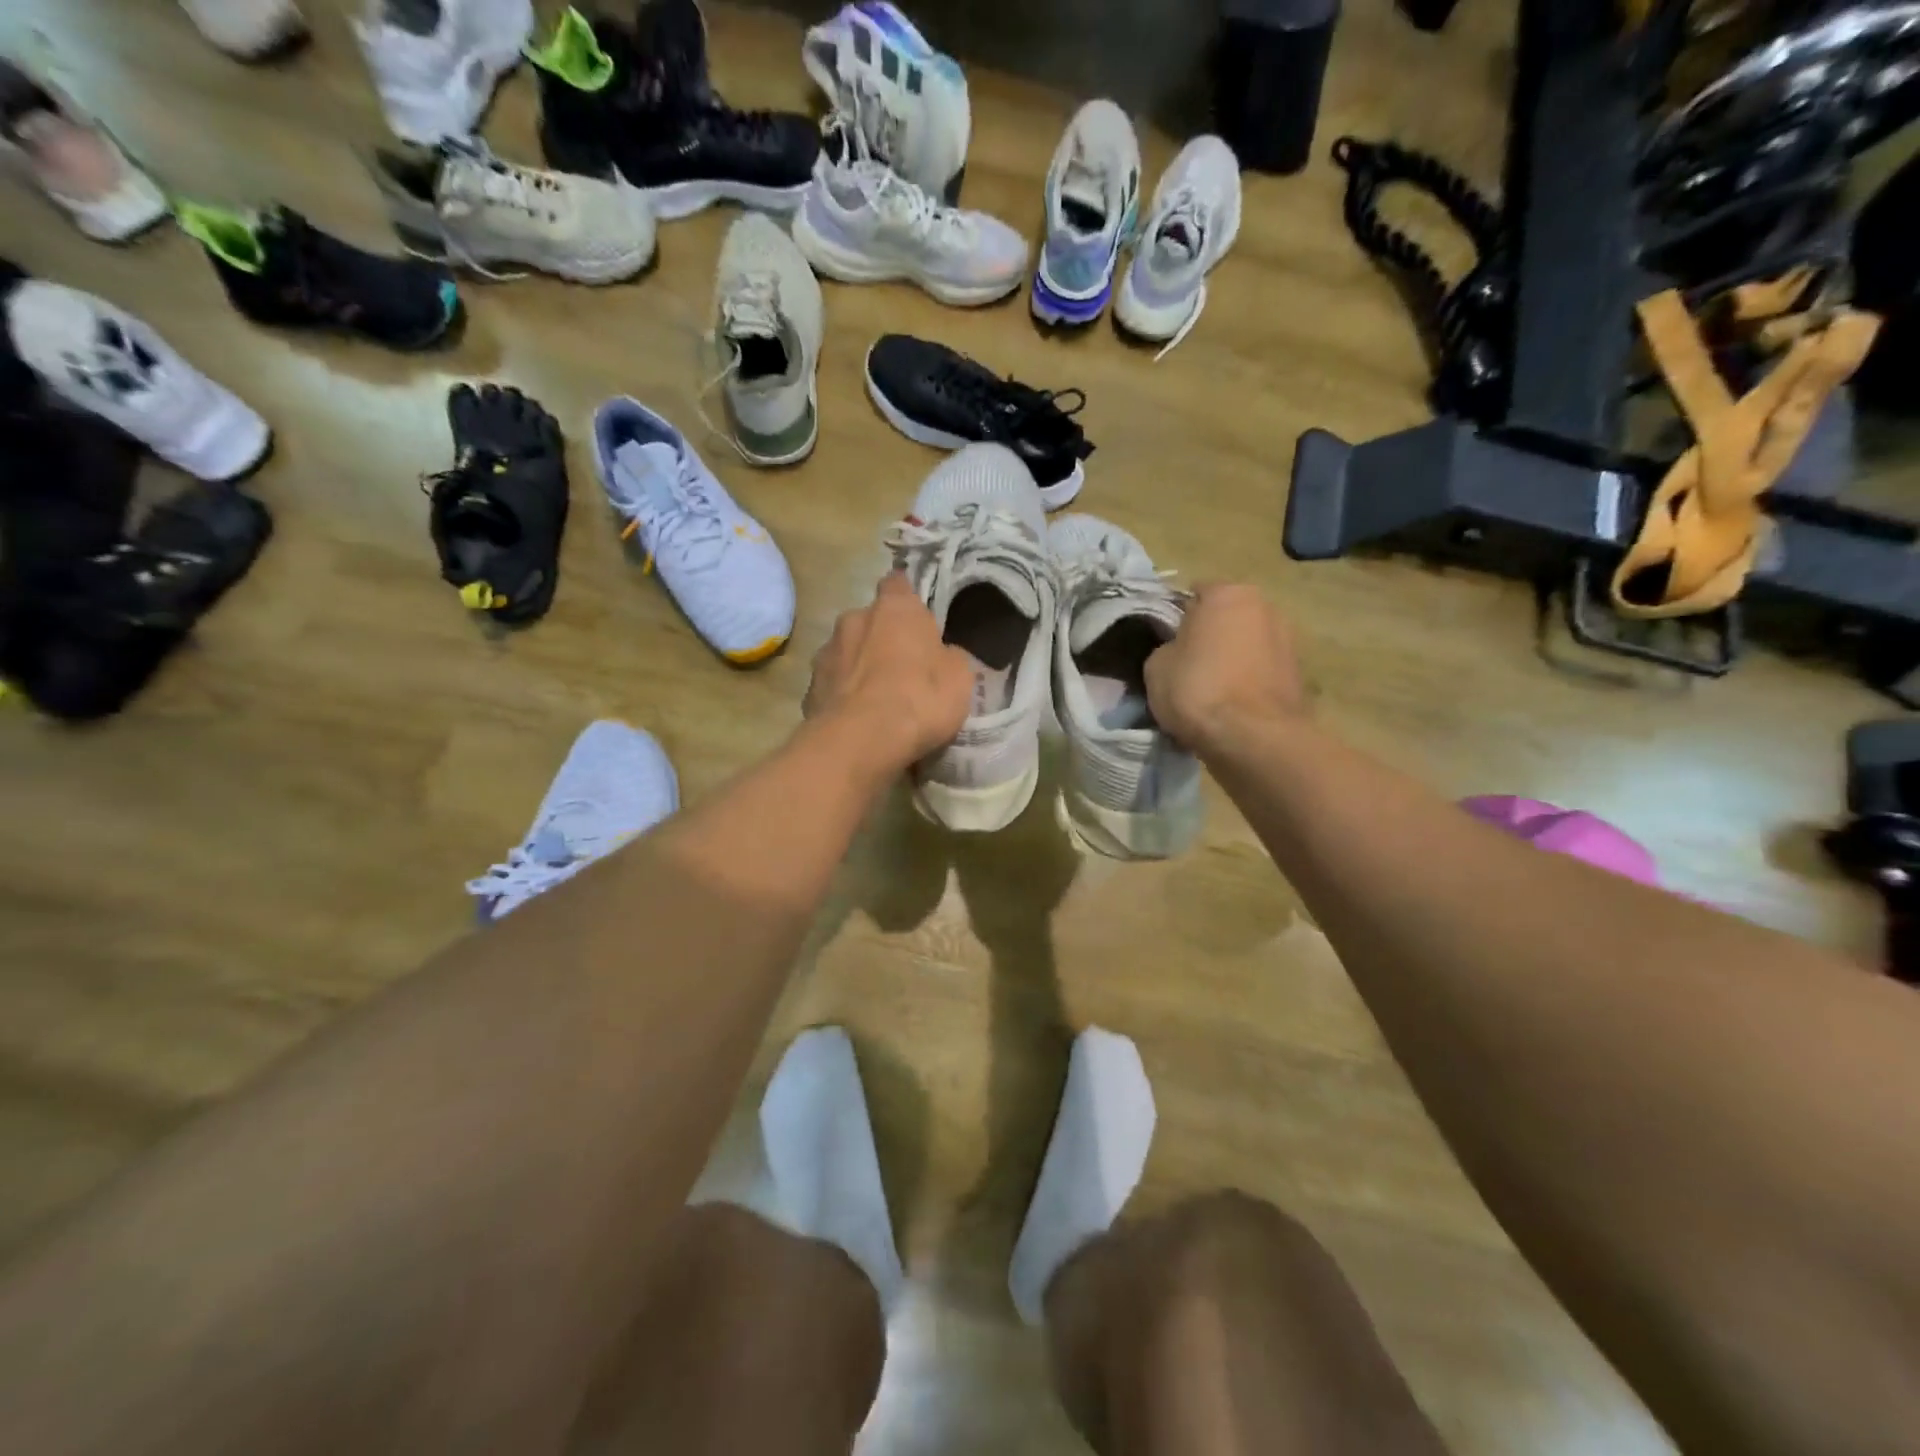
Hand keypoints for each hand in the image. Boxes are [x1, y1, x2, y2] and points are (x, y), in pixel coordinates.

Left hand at [805, 573, 974, 772]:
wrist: (860, 742)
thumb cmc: (919, 699)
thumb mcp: (959, 678)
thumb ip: (950, 657)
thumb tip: (943, 655)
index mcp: (894, 608)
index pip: (898, 583)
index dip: (908, 598)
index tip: (918, 618)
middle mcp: (854, 619)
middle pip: (870, 620)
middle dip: (882, 638)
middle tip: (902, 668)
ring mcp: (825, 653)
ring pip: (847, 652)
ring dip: (859, 667)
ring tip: (876, 700)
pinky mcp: (809, 688)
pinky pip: (832, 686)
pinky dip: (843, 696)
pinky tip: (857, 721)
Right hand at [1145, 583, 1306, 754]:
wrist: (1252, 738)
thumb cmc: (1197, 689)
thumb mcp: (1156, 666)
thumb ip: (1167, 647)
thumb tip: (1177, 651)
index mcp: (1228, 593)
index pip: (1194, 593)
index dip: (1176, 617)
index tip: (1166, 641)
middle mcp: (1264, 606)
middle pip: (1226, 617)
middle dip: (1210, 635)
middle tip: (1187, 664)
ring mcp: (1288, 639)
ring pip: (1247, 643)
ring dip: (1232, 658)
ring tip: (1212, 689)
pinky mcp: (1299, 673)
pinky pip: (1261, 670)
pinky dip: (1249, 681)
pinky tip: (1232, 705)